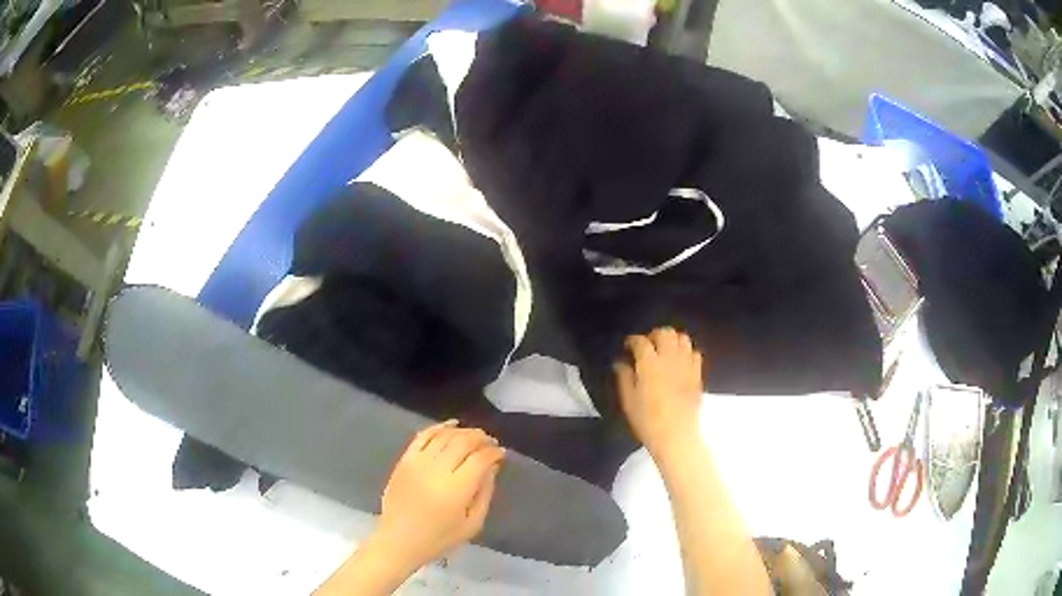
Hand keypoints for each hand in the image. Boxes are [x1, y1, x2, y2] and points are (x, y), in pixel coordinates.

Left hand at [375, 420, 505, 569]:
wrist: (399, 540)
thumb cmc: (439, 538)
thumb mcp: (472, 524)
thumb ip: (484, 493)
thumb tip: (492, 467)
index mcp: (457, 489)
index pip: (480, 459)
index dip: (494, 453)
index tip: (502, 454)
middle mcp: (437, 470)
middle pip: (464, 441)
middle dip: (481, 438)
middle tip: (491, 442)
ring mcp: (418, 462)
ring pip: (445, 435)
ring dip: (463, 431)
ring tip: (475, 436)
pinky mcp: (405, 460)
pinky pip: (423, 436)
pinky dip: (438, 427)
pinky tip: (451, 426)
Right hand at [614, 327, 704, 455]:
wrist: (676, 435)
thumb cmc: (647, 420)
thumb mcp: (628, 400)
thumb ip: (624, 377)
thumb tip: (620, 363)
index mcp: (649, 363)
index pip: (640, 341)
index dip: (632, 341)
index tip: (627, 346)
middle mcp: (670, 358)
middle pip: (665, 333)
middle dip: (654, 335)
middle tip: (647, 345)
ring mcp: (686, 364)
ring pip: (682, 338)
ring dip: (672, 340)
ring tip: (665, 350)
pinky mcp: (697, 374)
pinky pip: (695, 353)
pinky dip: (686, 352)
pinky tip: (680, 361)